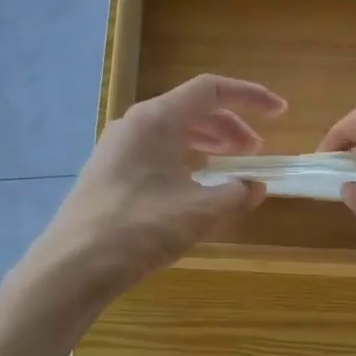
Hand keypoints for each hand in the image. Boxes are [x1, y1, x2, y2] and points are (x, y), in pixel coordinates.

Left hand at [29, 74, 285, 299]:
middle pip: (191, 110)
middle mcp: (134, 124)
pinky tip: (194, 187)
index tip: (280, 112)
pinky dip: (184, 160)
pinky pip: (155, 153)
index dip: (250, 97)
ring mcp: (116, 149)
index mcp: (156, 120)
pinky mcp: (108, 173)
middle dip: (230, 127)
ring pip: (172, 133)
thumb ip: (236, 194)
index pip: (211, 91)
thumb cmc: (141, 229)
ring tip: (230, 167)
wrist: (75, 265)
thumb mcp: (200, 212)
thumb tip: (256, 186)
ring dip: (207, 144)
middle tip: (255, 152)